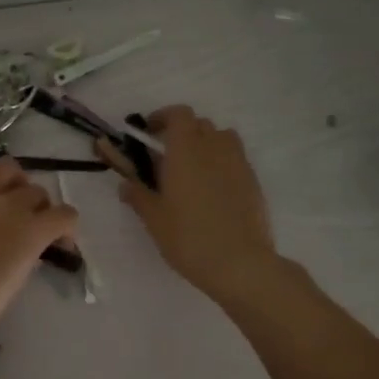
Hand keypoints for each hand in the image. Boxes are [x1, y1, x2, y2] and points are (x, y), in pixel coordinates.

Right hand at [100, 106, 277, 303]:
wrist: (239, 263)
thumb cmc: (188, 237)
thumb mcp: (154, 218)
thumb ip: (138, 195)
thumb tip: (126, 184)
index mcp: (186, 150)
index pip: (178, 114)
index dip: (162, 118)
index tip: (148, 134)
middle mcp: (214, 148)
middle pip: (199, 124)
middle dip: (181, 133)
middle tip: (165, 158)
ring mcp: (238, 163)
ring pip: (221, 139)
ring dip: (204, 145)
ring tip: (191, 171)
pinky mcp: (253, 181)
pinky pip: (234, 159)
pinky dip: (220, 164)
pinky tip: (210, 191)